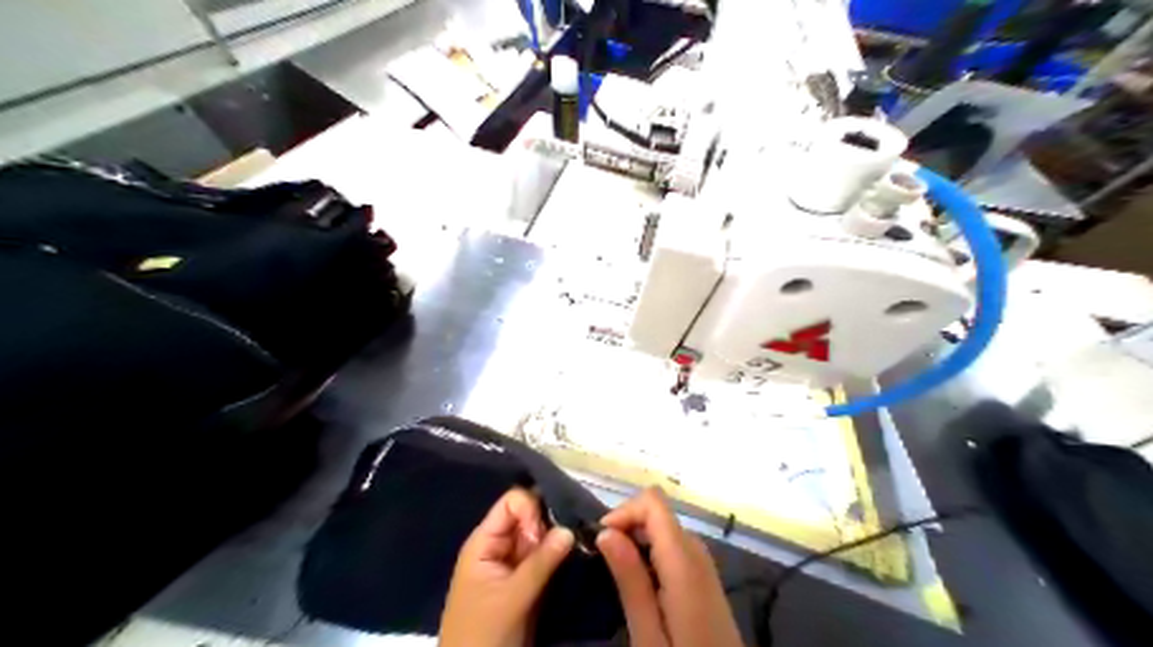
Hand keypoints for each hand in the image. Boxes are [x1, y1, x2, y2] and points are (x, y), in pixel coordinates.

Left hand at [441, 491, 572, 646]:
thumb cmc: (483, 633)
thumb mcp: (511, 598)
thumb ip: (540, 562)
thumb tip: (570, 528)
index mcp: (485, 541)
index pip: (512, 503)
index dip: (532, 509)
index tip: (547, 531)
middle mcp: (500, 546)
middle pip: (529, 517)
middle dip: (550, 522)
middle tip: (571, 538)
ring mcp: (513, 564)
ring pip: (540, 537)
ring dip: (557, 539)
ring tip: (578, 545)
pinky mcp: (526, 581)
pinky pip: (544, 557)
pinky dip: (558, 556)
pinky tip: (574, 556)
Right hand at [595, 487, 747, 643]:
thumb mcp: (648, 633)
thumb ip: (630, 579)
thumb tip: (606, 532)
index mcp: (683, 559)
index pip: (653, 501)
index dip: (624, 511)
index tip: (601, 541)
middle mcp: (697, 550)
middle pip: (657, 512)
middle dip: (627, 527)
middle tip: (604, 563)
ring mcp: (703, 561)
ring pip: (663, 527)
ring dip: (637, 541)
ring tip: (619, 575)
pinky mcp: (704, 574)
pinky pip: (673, 545)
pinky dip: (651, 552)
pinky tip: (641, 583)